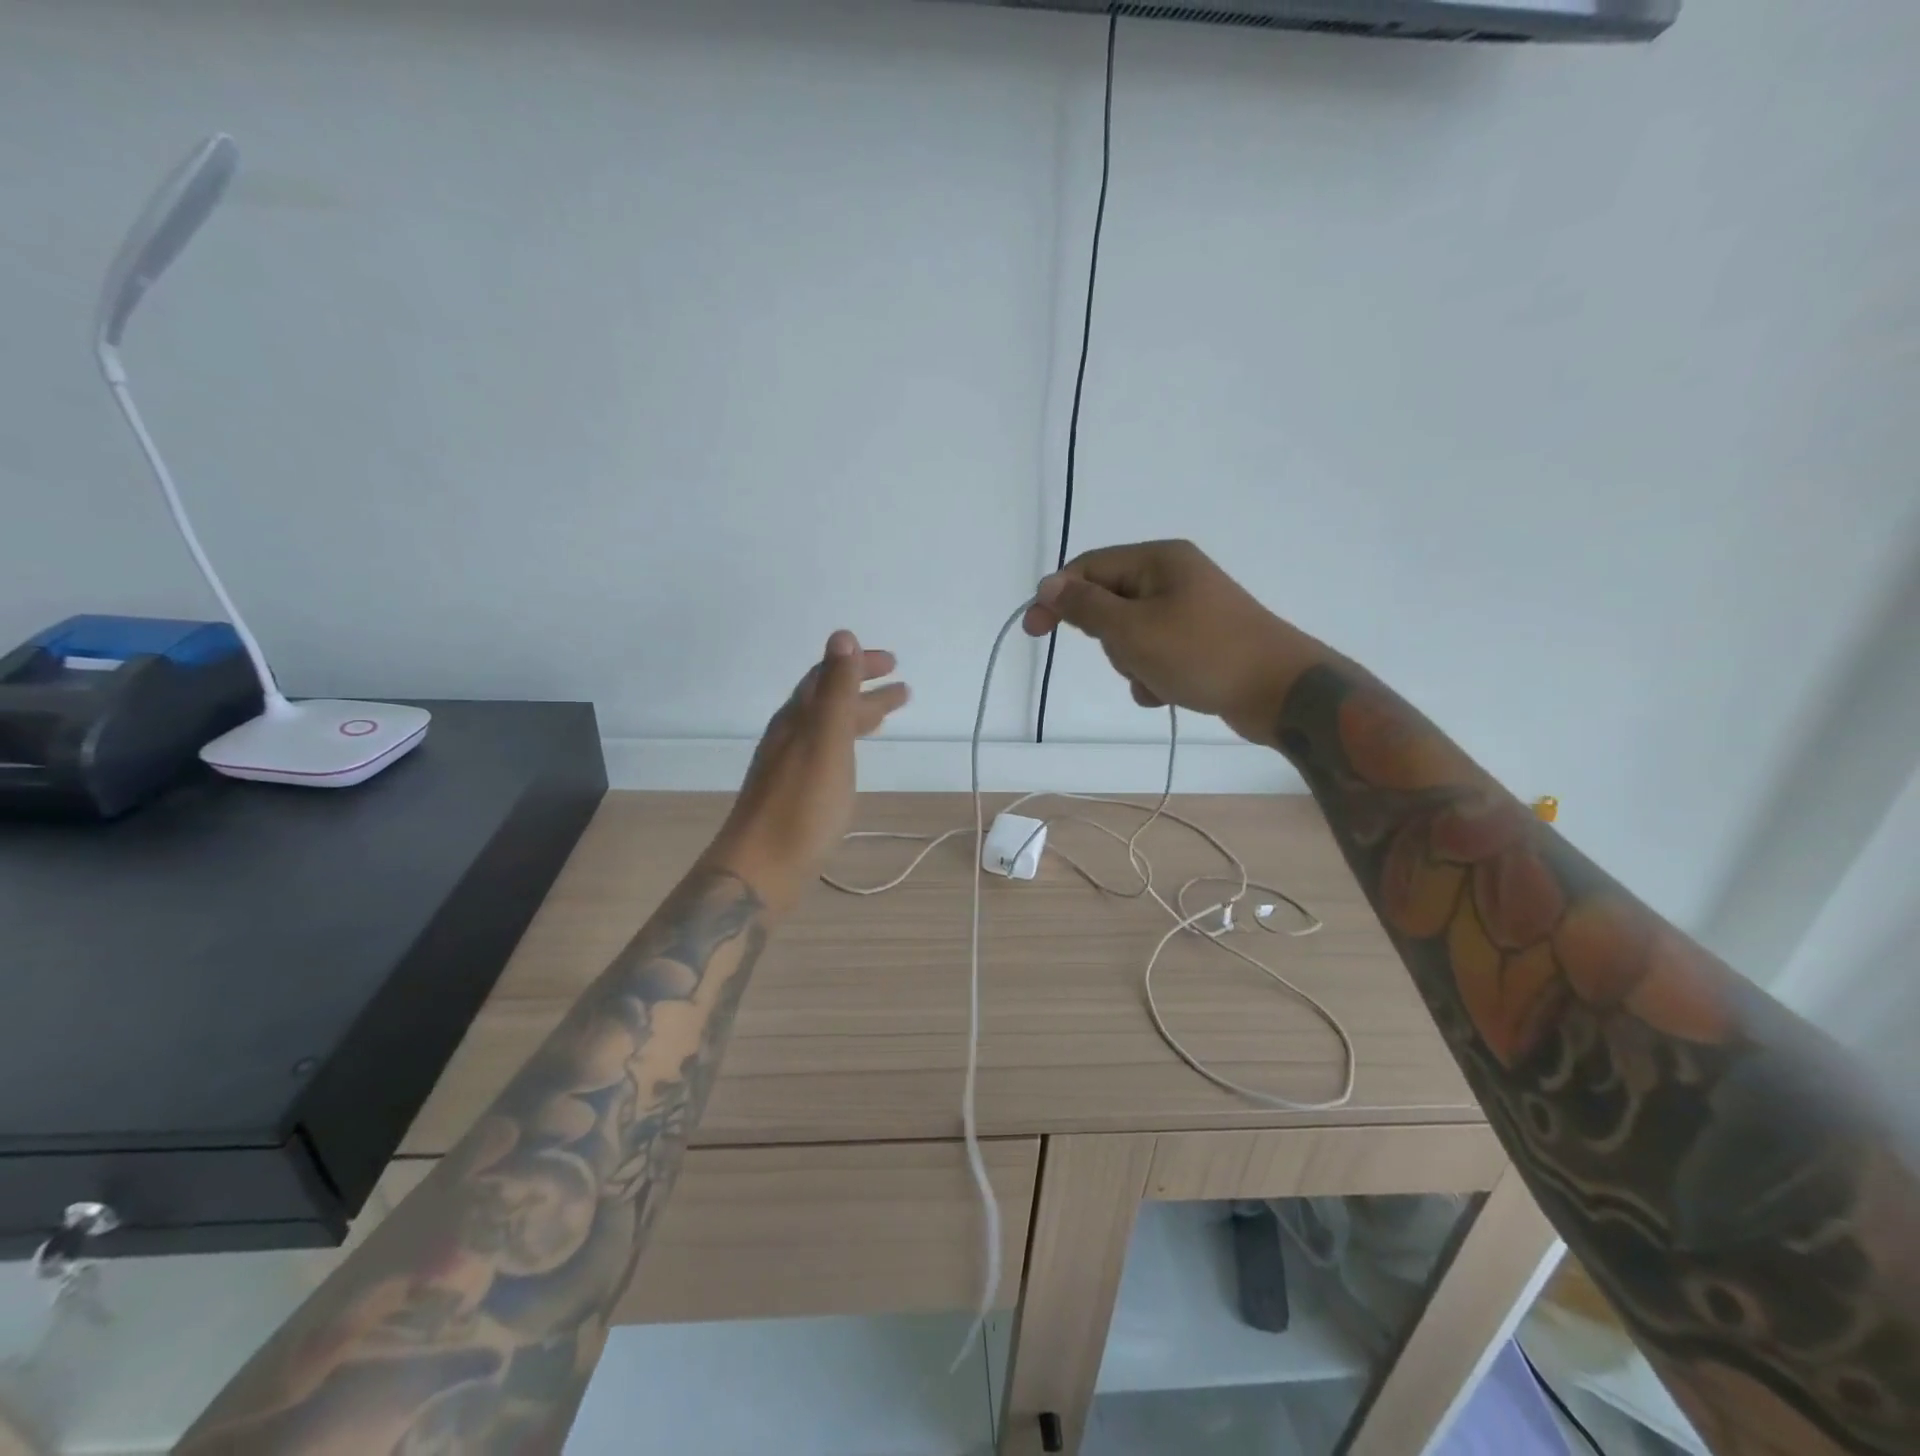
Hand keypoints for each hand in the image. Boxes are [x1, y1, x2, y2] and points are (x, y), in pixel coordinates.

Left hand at [705, 631, 908, 911]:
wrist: (761, 870)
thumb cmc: (801, 807)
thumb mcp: (826, 742)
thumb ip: (836, 690)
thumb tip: (842, 635)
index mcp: (797, 719)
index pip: (827, 676)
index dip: (858, 664)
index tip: (893, 662)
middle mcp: (789, 736)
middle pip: (828, 700)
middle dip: (863, 688)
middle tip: (902, 689)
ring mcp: (788, 766)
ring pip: (827, 728)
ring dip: (857, 716)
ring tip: (887, 718)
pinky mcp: (792, 793)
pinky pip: (825, 753)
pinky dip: (846, 744)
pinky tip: (852, 760)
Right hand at [1022, 540, 1321, 745]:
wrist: (1281, 691)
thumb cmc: (1202, 652)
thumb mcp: (1132, 629)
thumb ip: (1085, 606)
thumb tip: (1048, 584)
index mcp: (1158, 560)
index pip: (1089, 568)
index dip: (1057, 597)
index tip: (1034, 632)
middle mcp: (1174, 577)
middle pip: (1110, 604)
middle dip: (1109, 639)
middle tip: (1130, 656)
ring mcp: (1191, 610)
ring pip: (1131, 635)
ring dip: (1131, 663)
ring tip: (1158, 679)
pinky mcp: (1201, 642)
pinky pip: (1156, 654)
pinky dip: (1154, 676)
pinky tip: (1170, 693)